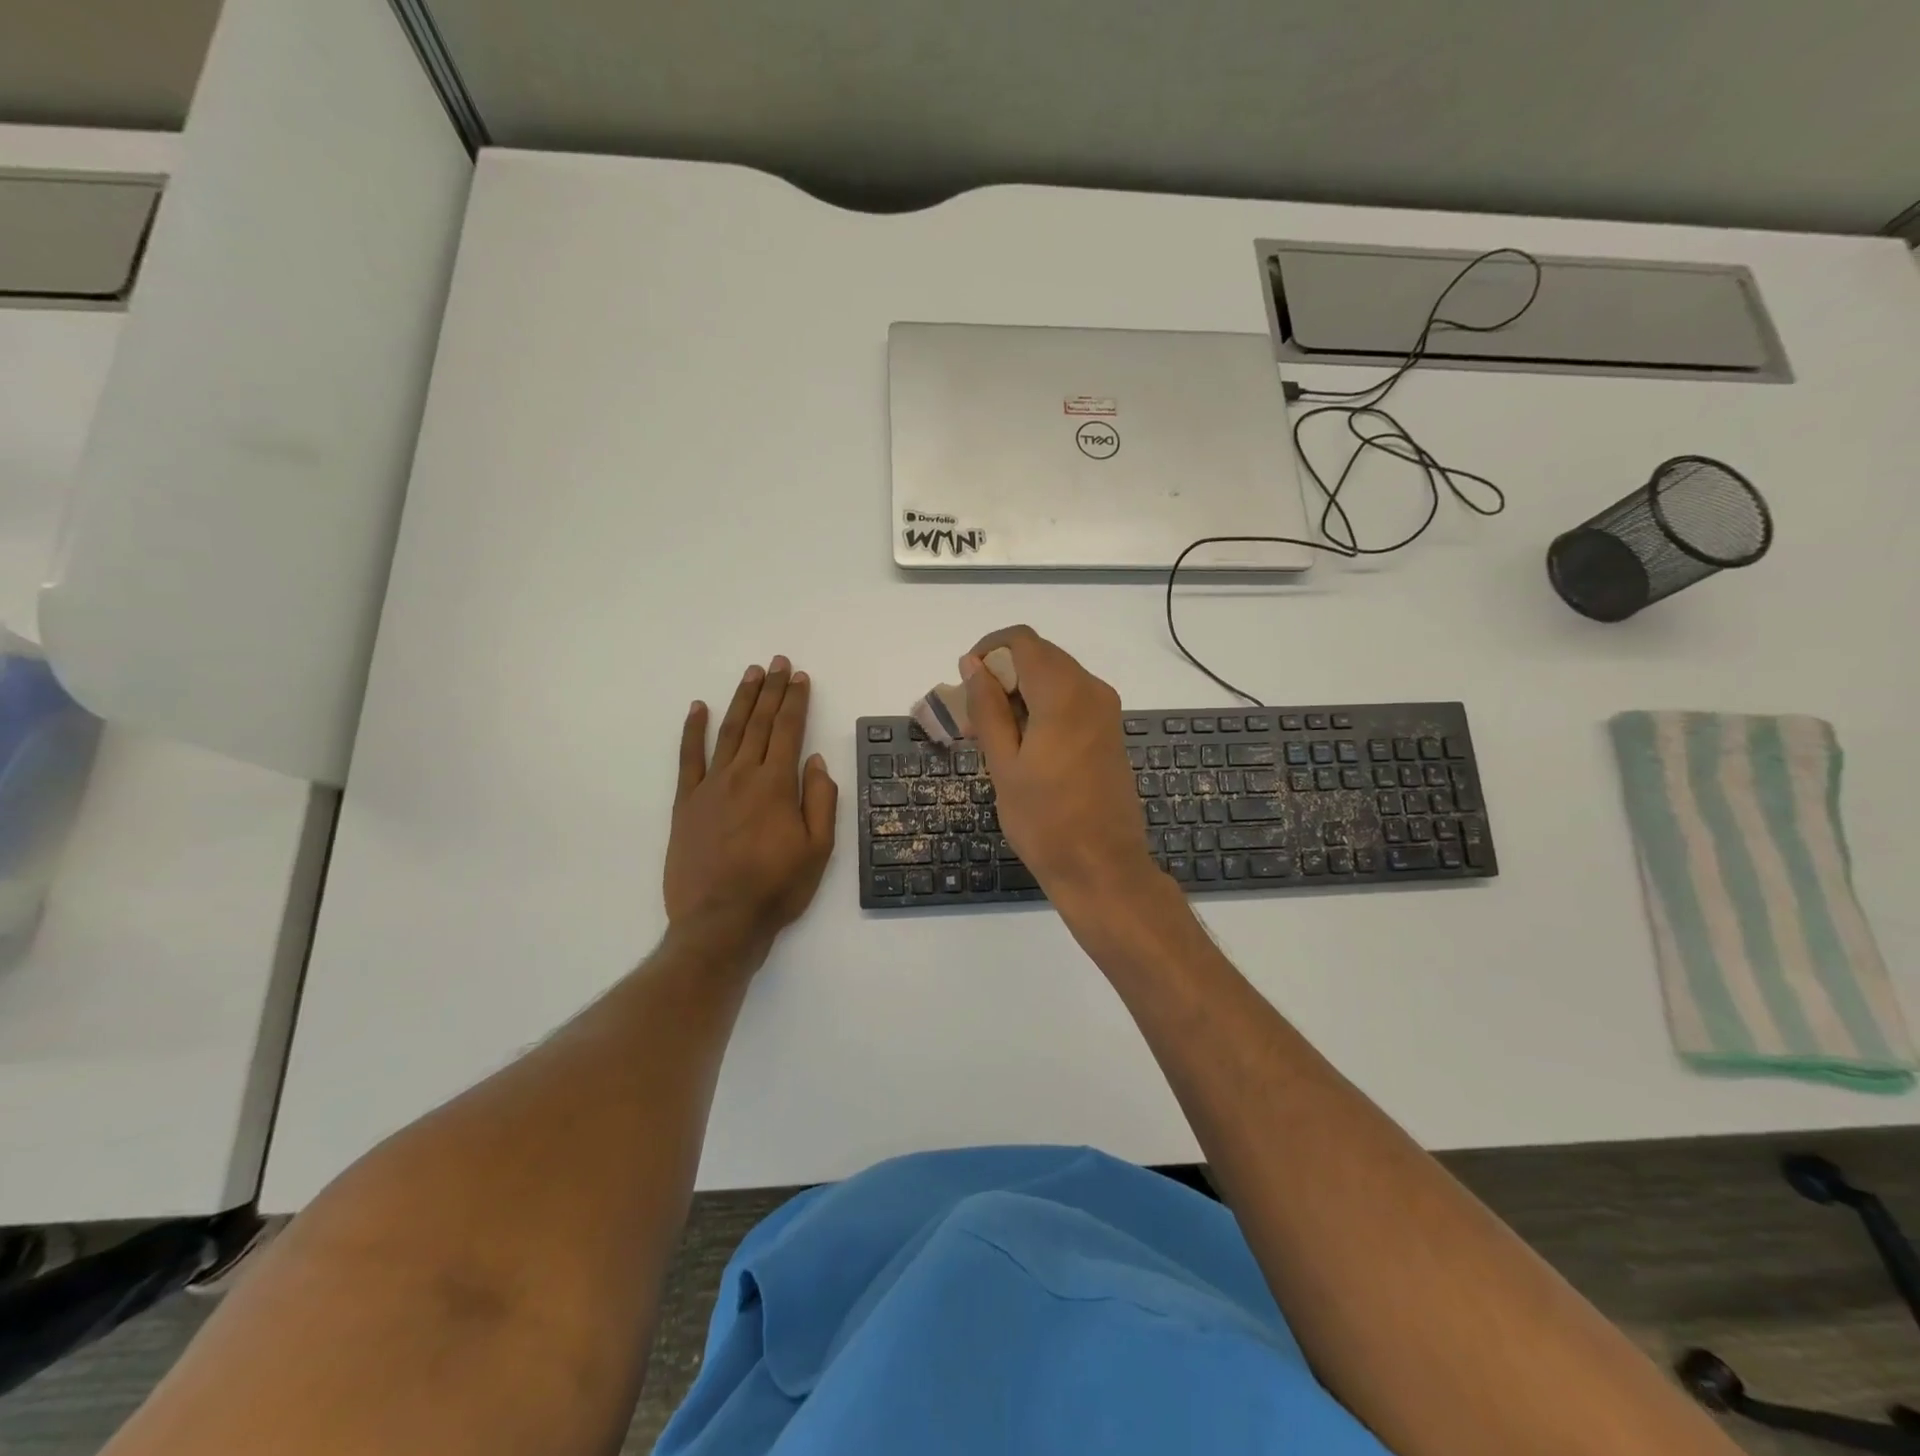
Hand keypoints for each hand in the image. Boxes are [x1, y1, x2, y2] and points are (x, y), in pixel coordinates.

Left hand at [665, 656, 837, 953]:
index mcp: (776, 785)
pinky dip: (693, 730)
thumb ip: (820, 800)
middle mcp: (742, 775)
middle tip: (778, 663)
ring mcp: (710, 786)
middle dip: (772, 690)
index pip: (789, 730)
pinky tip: (698, 708)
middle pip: (760, 723)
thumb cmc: (777, 888)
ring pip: (728, 732)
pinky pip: (688, 758)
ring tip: (751, 674)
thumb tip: (816, 760)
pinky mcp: (685, 803)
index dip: (796, 701)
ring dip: (741, 700)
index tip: (800, 677)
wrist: (720, 921)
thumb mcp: (818, 849)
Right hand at [961, 626, 1158, 903]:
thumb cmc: (1045, 821)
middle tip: (973, 718)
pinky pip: (1070, 698)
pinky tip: (1023, 744)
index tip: (966, 685)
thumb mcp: (1003, 764)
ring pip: (1054, 676)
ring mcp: (1105, 709)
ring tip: (993, 736)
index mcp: (1064, 693)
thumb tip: (973, 664)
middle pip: (1039, 656)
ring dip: (1020, 692)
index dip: (988, 651)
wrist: (1102, 867)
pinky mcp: (1109, 729)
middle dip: (1002, 674)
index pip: (1021, 641)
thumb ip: (987, 707)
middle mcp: (1091, 689)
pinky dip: (1042, 707)